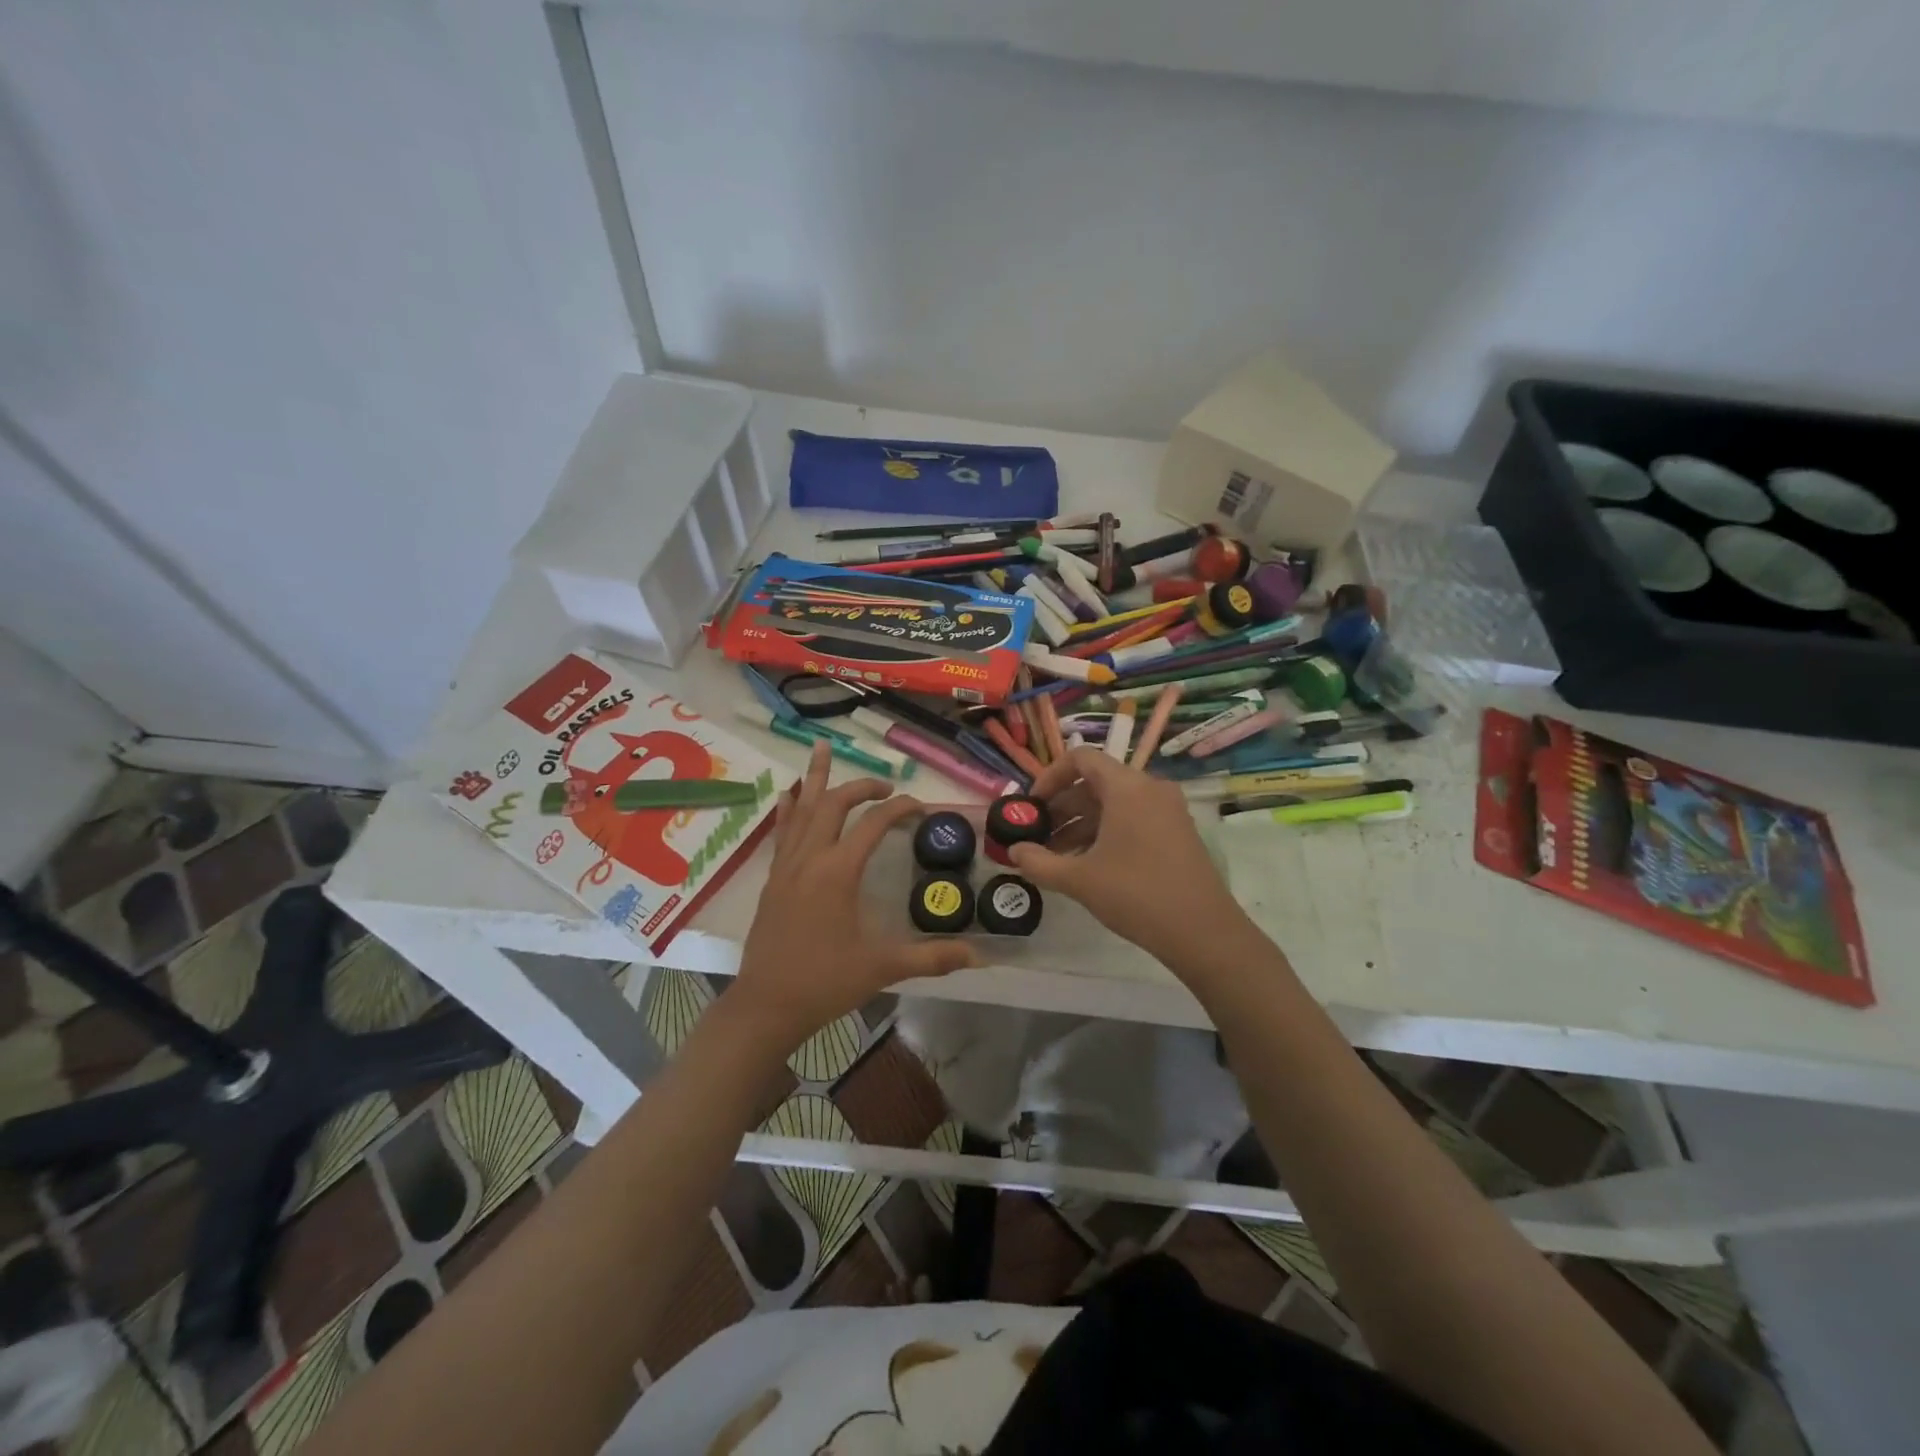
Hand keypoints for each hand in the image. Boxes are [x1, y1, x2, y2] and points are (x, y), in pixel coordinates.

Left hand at [733, 741, 973, 1045]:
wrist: (767, 1005)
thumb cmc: (826, 982)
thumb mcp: (883, 967)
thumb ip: (931, 957)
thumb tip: (979, 955)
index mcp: (838, 871)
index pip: (873, 823)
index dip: (900, 808)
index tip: (919, 807)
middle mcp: (810, 857)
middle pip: (834, 803)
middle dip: (862, 787)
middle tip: (886, 787)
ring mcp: (786, 865)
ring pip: (801, 808)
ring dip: (815, 777)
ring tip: (821, 747)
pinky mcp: (772, 878)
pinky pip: (782, 830)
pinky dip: (789, 807)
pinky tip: (790, 793)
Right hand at [1009, 747, 1249, 964]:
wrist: (1203, 931)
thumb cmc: (1137, 895)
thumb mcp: (1079, 879)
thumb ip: (1039, 863)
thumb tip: (1014, 852)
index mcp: (1127, 787)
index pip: (1081, 758)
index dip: (1049, 777)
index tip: (1031, 806)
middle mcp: (1150, 789)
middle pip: (1096, 782)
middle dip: (1062, 807)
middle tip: (1037, 835)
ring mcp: (1168, 811)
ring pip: (1114, 804)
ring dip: (1081, 824)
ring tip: (1055, 856)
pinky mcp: (1177, 832)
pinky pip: (1132, 819)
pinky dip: (1105, 833)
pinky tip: (1086, 865)